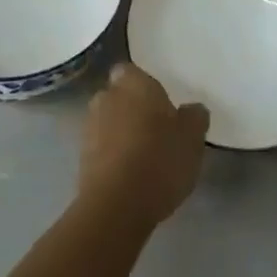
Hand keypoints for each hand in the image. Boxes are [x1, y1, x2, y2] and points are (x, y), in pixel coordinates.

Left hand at [77, 63, 208, 226]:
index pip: (131, 71)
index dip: (143, 85)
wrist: (117, 206)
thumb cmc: (159, 159)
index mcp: (133, 83)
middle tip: (155, 128)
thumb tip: (192, 109)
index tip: (159, 102)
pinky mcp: (81, 159)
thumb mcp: (193, 137)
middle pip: (118, 96)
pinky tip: (130, 175)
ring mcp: (89, 128)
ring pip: (108, 122)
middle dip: (131, 108)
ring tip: (143, 156)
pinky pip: (100, 149)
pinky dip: (112, 157)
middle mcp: (106, 97)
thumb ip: (195, 116)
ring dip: (120, 133)